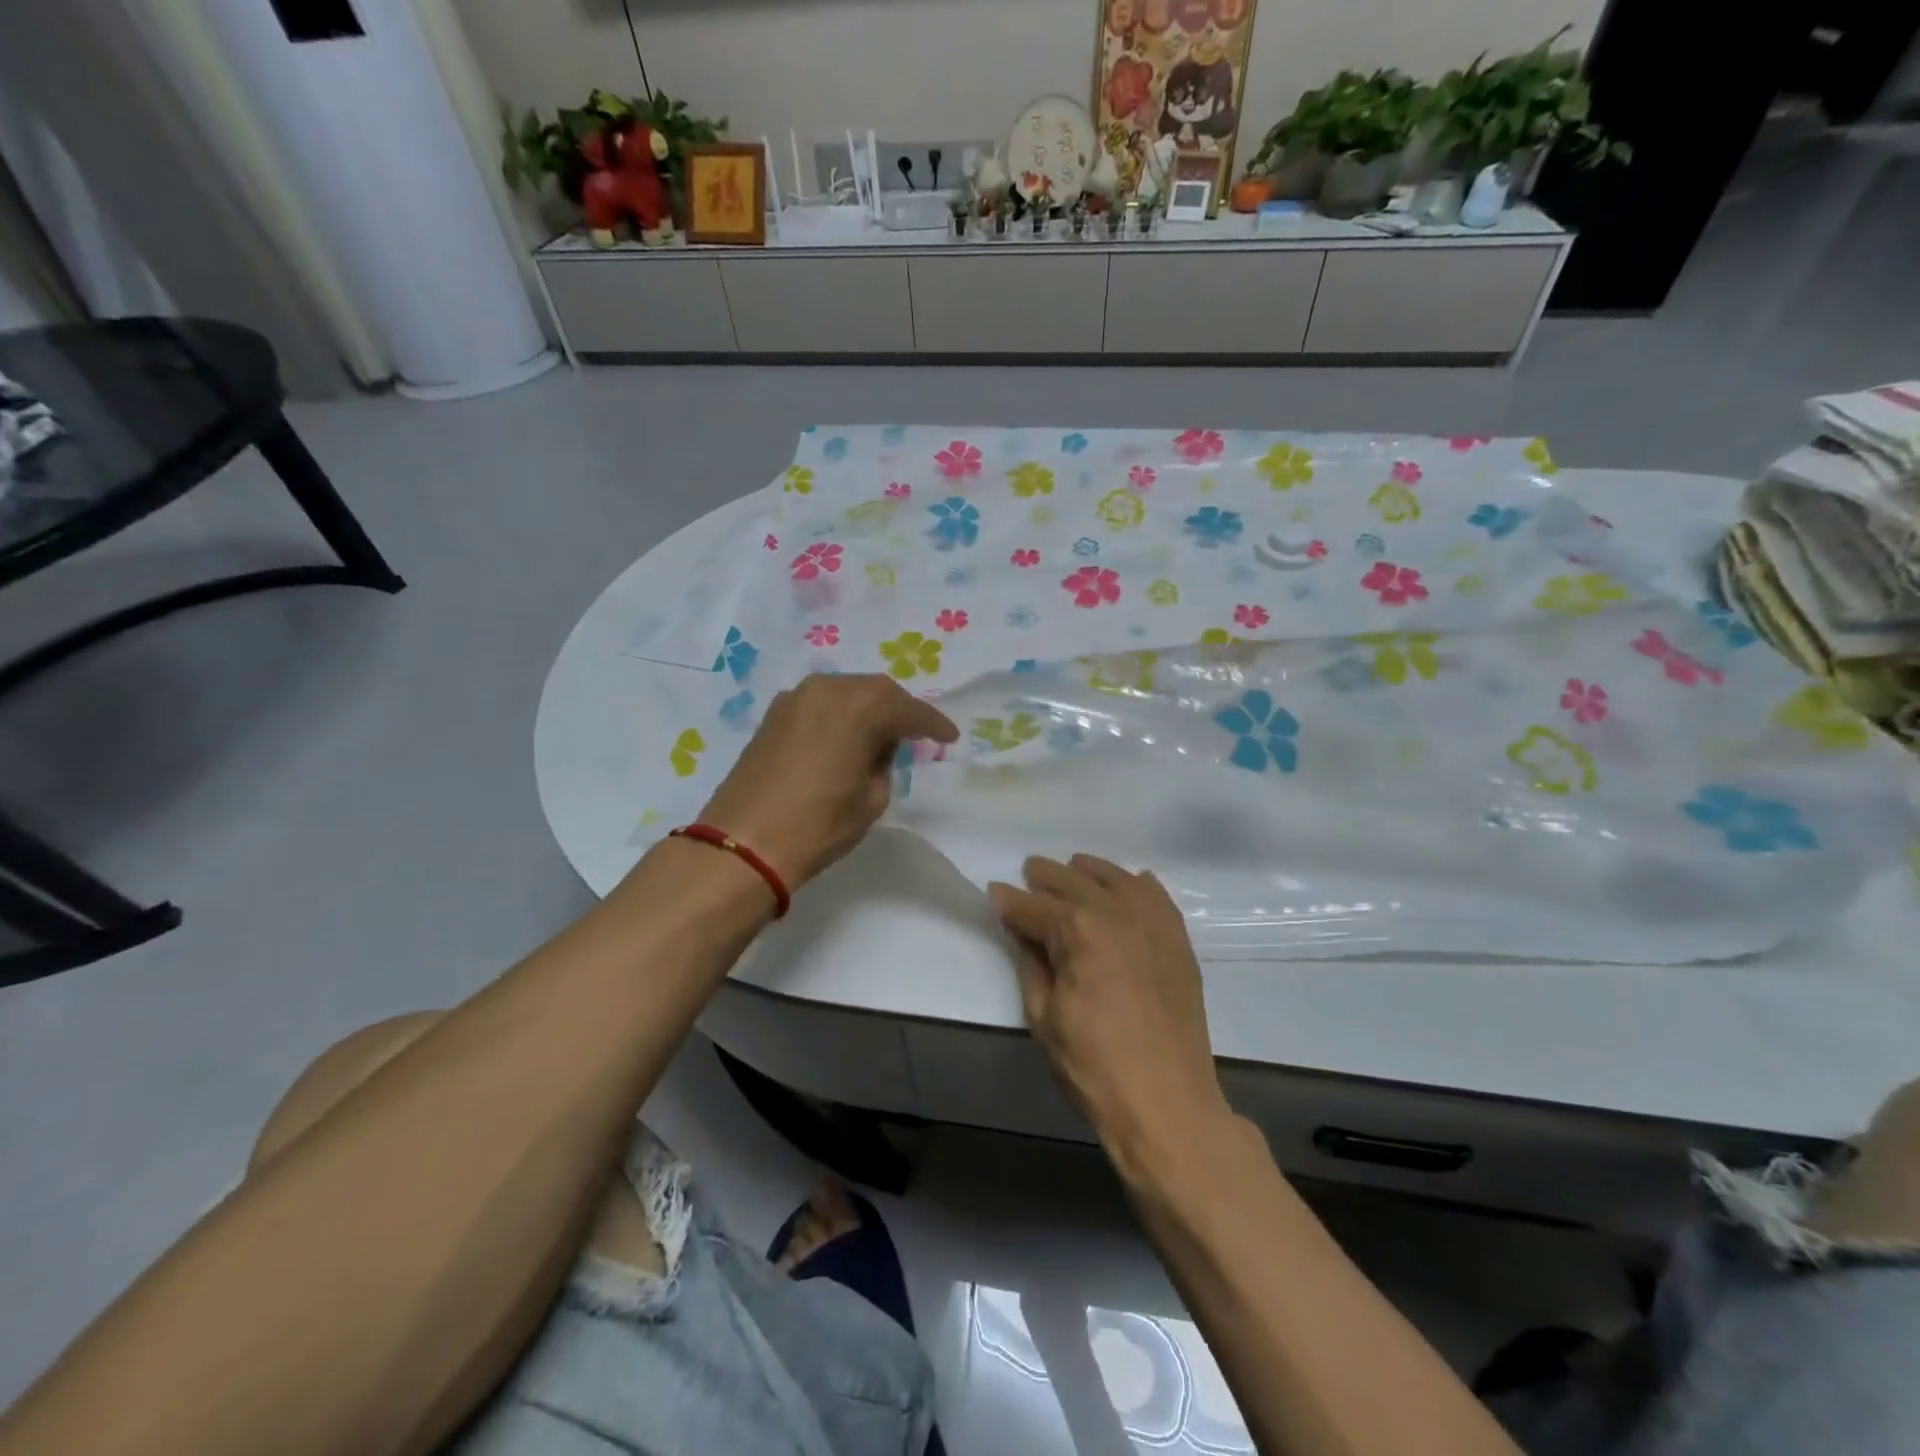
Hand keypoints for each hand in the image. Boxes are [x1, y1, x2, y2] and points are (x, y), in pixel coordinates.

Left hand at [697, 673, 957, 890]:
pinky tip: (846, 735)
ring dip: (867, 708)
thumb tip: (876, 748)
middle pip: (875, 690)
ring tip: (882, 733)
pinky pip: (820, 703)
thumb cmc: (818, 824)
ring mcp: (795, 699)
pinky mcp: (773, 715)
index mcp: (859, 707)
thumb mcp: (871, 799)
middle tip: (917, 732)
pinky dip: (839, 714)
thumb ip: (883, 763)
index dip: (932, 724)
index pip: (908, 710)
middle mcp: (827, 689)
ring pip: (845, 692)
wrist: (744, 843)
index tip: (949, 736)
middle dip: (899, 709)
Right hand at [990, 855, 1229, 1163]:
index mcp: (1078, 930)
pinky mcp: (1177, 939)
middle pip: (1073, 881)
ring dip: (1088, 872)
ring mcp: (1153, 922)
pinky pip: (1155, 895)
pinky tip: (1126, 885)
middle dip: (1045, 876)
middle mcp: (1117, 911)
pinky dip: (1135, 884)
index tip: (994, 892)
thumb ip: (1030, 962)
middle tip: (1028, 873)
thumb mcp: (1043, 1015)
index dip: (1010, 901)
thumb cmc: (1093, 1065)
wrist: (1167, 1102)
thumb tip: (1022, 930)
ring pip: (1115, 878)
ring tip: (1072, 869)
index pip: (1034, 907)